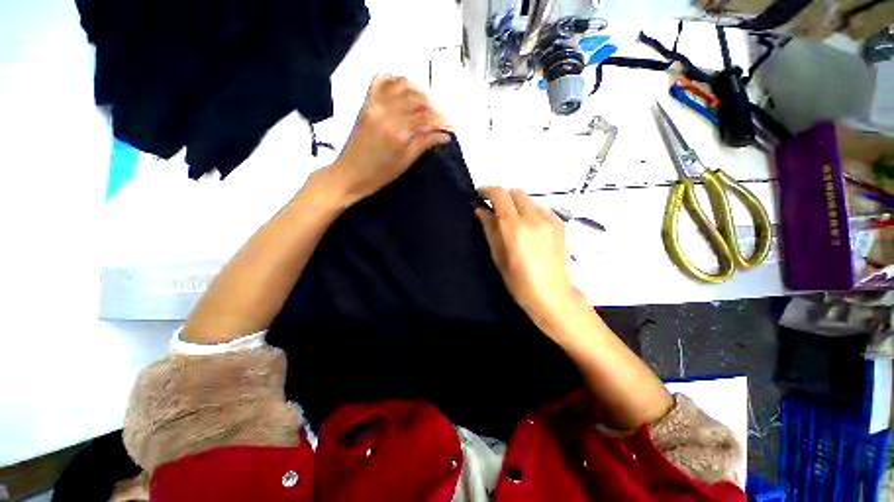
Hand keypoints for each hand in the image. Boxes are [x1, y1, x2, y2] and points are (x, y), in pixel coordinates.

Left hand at [328, 75, 450, 204]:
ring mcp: (375, 104)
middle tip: (441, 118)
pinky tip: (404, 88)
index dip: (442, 121)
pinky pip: (380, 81)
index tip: (452, 125)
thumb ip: (425, 144)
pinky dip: (394, 79)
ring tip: (425, 105)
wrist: (349, 174)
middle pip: (417, 99)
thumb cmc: (380, 175)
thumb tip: (445, 135)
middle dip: (433, 107)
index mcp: (399, 132)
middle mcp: (387, 112)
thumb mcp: (405, 162)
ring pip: (402, 86)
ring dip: (418, 92)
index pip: (427, 118)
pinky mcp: (366, 102)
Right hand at [475, 187, 584, 330]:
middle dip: (503, 197)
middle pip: (516, 192)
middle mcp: (534, 218)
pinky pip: (541, 209)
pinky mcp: (560, 224)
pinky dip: (531, 212)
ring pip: (529, 200)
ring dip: (517, 205)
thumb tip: (480, 210)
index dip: (487, 191)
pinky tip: (530, 229)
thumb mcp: (498, 256)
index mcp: (515, 228)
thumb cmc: (519, 282)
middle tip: (496, 211)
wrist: (552, 295)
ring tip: (514, 223)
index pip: (499, 195)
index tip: (480, 195)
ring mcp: (550, 220)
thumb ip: (489, 229)